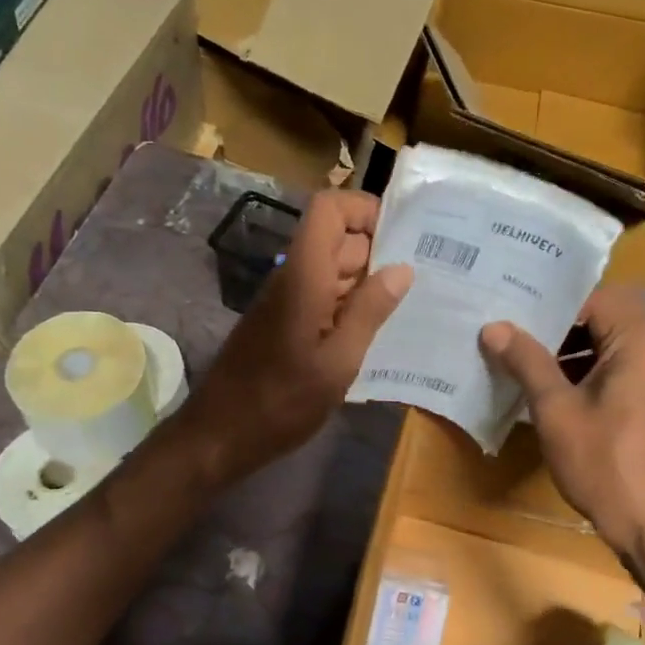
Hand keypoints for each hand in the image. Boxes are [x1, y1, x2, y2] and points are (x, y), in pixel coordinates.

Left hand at [177, 189, 412, 486]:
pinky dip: (349, 306)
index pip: (329, 209)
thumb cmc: (282, 402)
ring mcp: (285, 301)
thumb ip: (370, 312)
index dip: (365, 209)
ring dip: (367, 283)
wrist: (220, 435)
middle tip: (424, 279)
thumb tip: (401, 269)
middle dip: (379, 252)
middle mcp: (292, 277)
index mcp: (304, 276)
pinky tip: (375, 334)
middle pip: (337, 240)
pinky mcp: (283, 324)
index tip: (403, 237)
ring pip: (332, 270)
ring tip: (408, 307)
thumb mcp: (338, 362)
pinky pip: (322, 298)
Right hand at [480, 287, 644, 592]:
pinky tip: (556, 392)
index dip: (554, 304)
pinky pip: (625, 369)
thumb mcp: (556, 410)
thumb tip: (493, 327)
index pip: (597, 297)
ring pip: (614, 345)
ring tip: (526, 365)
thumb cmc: (604, 463)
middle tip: (512, 336)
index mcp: (643, 342)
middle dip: (559, 329)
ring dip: (574, 353)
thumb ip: (527, 362)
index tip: (515, 314)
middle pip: (607, 319)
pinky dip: (592, 372)